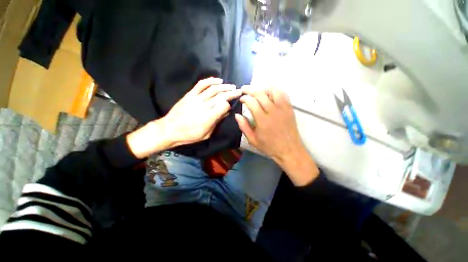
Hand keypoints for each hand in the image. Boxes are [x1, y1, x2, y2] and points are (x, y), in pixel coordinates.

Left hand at [127, 77, 240, 158]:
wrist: (170, 129)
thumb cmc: (190, 135)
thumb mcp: (207, 133)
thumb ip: (217, 122)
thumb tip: (226, 112)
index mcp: (209, 117)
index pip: (224, 105)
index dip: (229, 105)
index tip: (230, 106)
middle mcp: (205, 106)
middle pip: (221, 96)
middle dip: (232, 93)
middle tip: (239, 91)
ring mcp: (197, 98)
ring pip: (214, 89)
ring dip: (224, 86)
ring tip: (232, 86)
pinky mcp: (190, 95)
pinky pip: (201, 85)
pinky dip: (210, 81)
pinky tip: (218, 80)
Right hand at [235, 86, 301, 162]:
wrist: (289, 150)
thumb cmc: (269, 146)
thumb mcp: (253, 140)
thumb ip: (244, 126)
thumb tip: (237, 115)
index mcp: (262, 119)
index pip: (252, 102)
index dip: (245, 98)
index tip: (241, 99)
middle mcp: (273, 111)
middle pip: (261, 94)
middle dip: (250, 89)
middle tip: (245, 89)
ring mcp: (283, 108)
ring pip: (273, 91)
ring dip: (263, 88)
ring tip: (257, 89)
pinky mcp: (289, 108)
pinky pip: (283, 94)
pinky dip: (275, 90)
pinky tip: (270, 92)